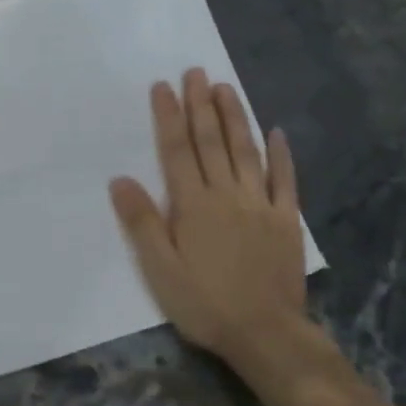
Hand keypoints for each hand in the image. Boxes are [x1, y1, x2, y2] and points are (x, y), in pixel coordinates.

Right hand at [109, 70, 310, 367]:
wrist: (266, 334)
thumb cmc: (204, 303)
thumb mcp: (160, 270)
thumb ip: (141, 222)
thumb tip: (120, 179)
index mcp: (193, 205)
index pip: (176, 151)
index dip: (168, 117)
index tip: (163, 86)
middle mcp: (227, 195)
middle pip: (211, 142)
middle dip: (200, 105)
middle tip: (195, 72)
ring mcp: (260, 205)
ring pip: (246, 151)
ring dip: (235, 117)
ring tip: (225, 87)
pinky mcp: (286, 220)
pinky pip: (284, 180)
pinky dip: (281, 154)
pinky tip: (277, 132)